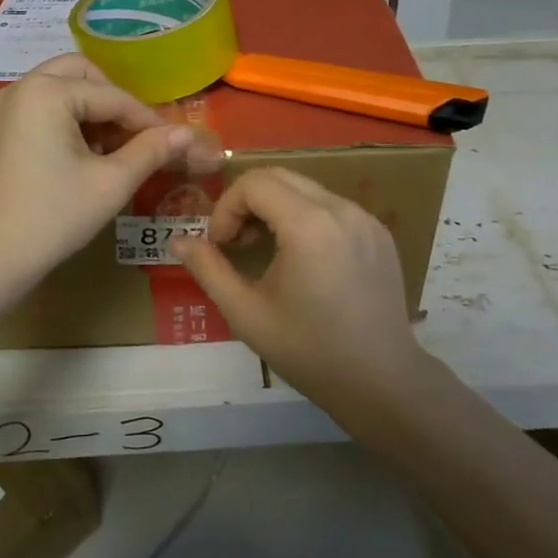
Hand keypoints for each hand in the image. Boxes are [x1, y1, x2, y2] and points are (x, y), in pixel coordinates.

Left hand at [0, 55, 201, 295]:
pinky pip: (35, 112)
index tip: (174, 142)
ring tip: (107, 152)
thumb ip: (151, 151)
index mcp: (46, 92)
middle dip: (112, 102)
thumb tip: (187, 133)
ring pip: (56, 91)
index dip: (148, 120)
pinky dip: (61, 123)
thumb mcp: (110, 183)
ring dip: (87, 111)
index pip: (113, 96)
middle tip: (133, 137)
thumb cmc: (52, 218)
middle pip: (79, 75)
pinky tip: (73, 163)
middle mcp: (18, 89)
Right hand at [169, 167, 426, 415]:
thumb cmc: (308, 351)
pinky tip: (303, 258)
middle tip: (237, 243)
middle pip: (279, 176)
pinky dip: (306, 217)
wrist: (381, 381)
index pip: (254, 183)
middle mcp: (341, 209)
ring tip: (266, 250)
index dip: (226, 208)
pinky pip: (332, 206)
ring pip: (306, 188)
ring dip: (276, 207)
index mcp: (309, 225)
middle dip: (247, 201)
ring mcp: (366, 218)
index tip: (221, 246)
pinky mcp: (379, 232)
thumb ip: (208, 269)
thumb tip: (177, 241)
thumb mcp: (247, 313)